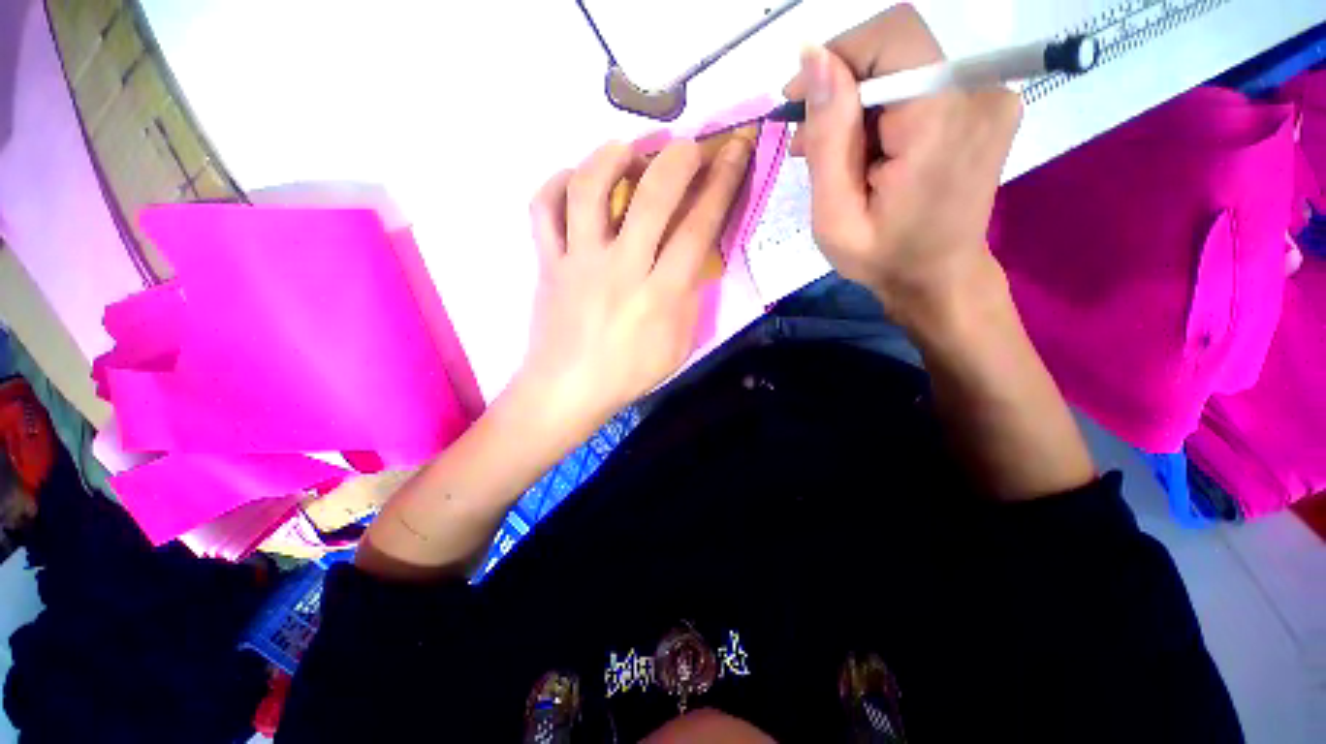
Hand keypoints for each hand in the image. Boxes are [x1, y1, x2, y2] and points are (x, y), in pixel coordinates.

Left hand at [519, 139, 751, 437]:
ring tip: (627, 149)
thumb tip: (694, 257)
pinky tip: (574, 180)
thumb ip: (689, 299)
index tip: (733, 151)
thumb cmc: (627, 375)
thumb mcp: (677, 346)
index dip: (721, 184)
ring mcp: (579, 262)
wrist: (567, 390)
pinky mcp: (547, 263)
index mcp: (660, 295)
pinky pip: (543, 211)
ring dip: (611, 157)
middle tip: (688, 145)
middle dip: (678, 158)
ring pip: (589, 191)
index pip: (698, 228)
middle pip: (652, 197)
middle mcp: (620, 269)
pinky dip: (555, 185)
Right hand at [783, 5, 1022, 329]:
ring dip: (860, 105)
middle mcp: (980, 93)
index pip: (893, 37)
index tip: (800, 101)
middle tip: (808, 141)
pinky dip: (885, 112)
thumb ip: (828, 138)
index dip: (840, 55)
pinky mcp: (987, 107)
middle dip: (844, 88)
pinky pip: (923, 86)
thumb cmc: (883, 259)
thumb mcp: (836, 216)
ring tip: (831, 156)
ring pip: (906, 69)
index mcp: (941, 120)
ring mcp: (991, 98)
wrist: (939, 280)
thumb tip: (812, 57)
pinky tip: (864, 152)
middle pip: (898, 51)